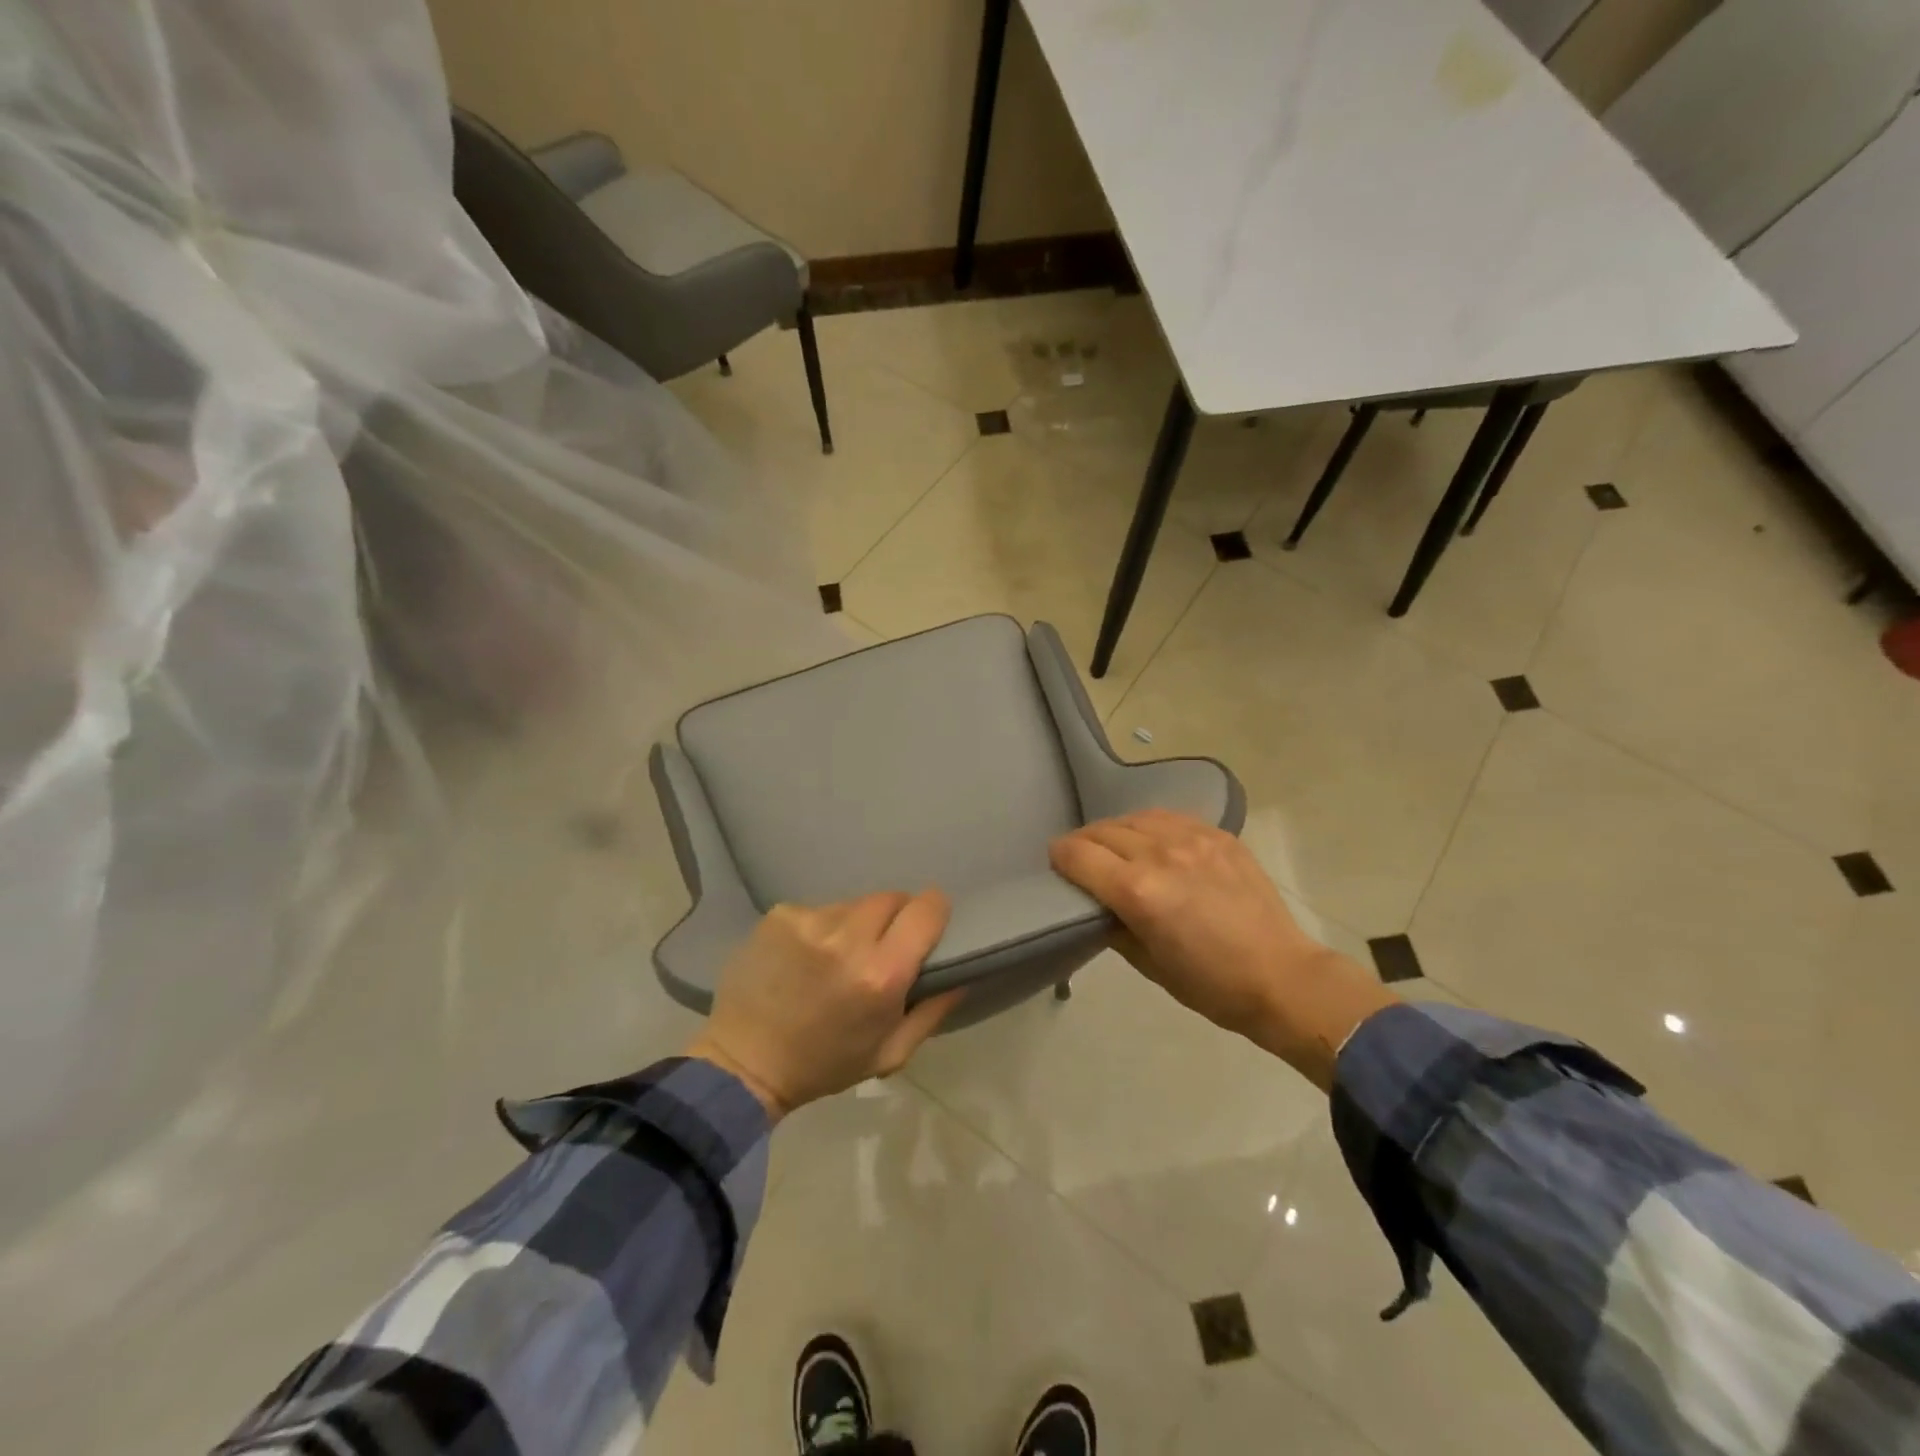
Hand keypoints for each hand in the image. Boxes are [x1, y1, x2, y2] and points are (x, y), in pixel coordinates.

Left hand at [686, 890, 961, 1119]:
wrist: (743, 1063)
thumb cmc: (824, 1065)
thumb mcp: (890, 1054)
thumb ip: (933, 1011)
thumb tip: (963, 974)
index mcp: (881, 975)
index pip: (927, 909)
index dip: (934, 911)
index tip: (930, 924)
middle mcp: (848, 938)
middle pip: (892, 898)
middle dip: (896, 917)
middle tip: (883, 945)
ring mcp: (809, 921)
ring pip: (854, 903)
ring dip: (857, 923)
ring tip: (839, 954)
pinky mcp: (780, 915)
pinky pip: (818, 909)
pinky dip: (821, 927)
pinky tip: (806, 956)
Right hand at [1049, 810, 1395, 1089]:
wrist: (1282, 977)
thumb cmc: (1210, 985)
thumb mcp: (1148, 965)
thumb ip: (1114, 926)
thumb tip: (1097, 905)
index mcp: (1138, 891)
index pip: (1078, 854)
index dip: (1059, 856)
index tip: (1056, 863)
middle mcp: (1160, 854)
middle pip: (1103, 831)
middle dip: (1083, 843)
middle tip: (1081, 859)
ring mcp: (1193, 839)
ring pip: (1136, 817)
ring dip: (1116, 830)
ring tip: (1117, 847)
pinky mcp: (1219, 835)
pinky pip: (1171, 817)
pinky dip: (1152, 826)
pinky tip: (1154, 841)